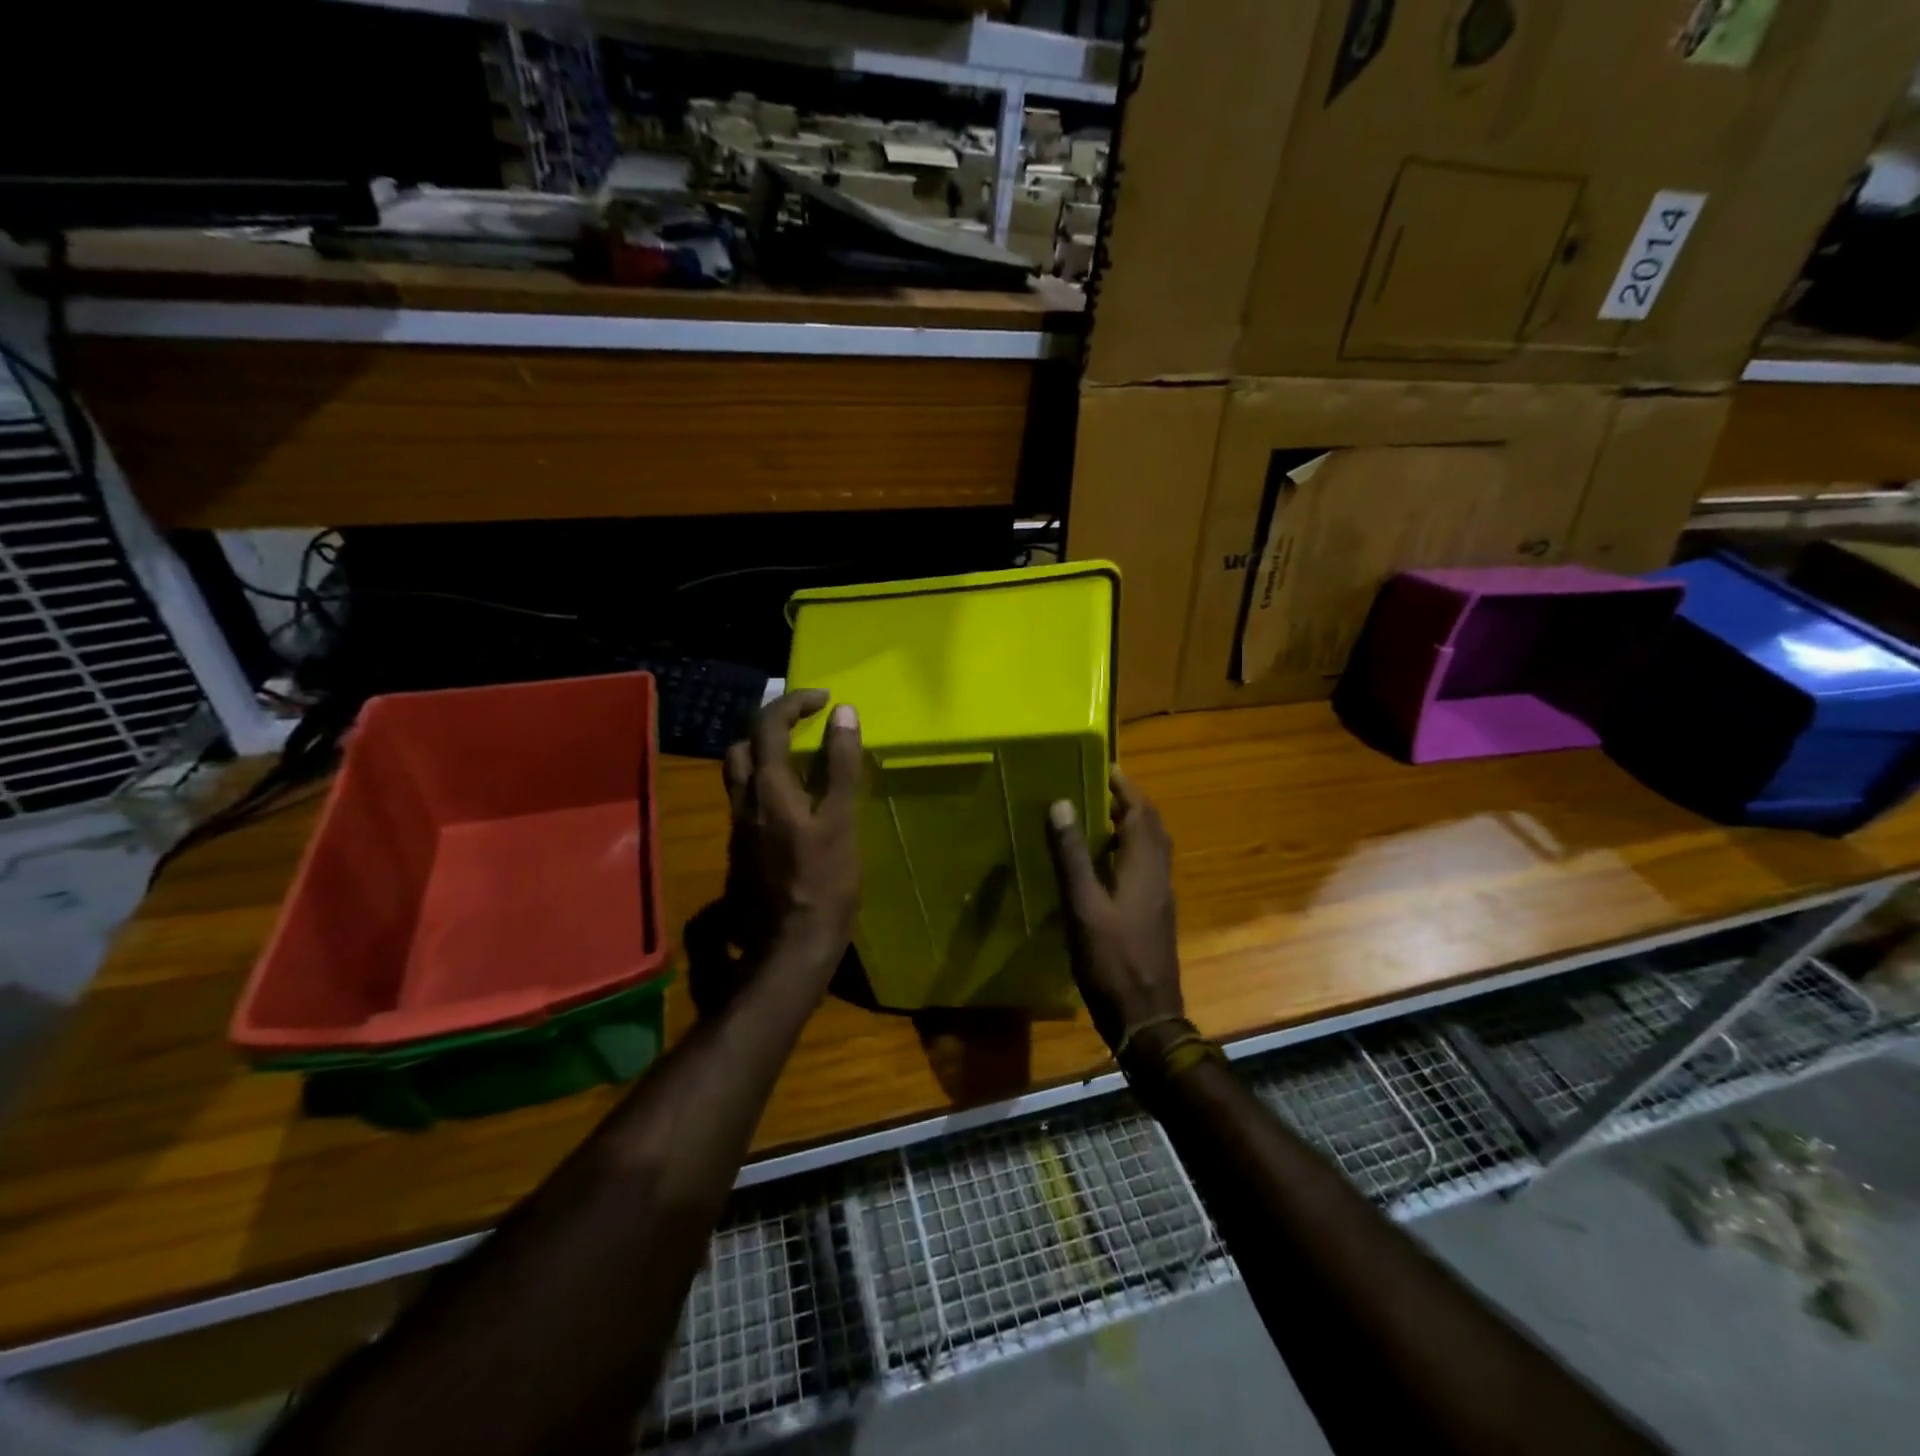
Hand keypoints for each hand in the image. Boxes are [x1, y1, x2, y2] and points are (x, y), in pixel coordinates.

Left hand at [720, 691, 862, 970]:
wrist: (793, 944)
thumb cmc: (824, 881)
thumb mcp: (840, 820)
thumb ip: (840, 765)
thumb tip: (843, 713)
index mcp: (768, 788)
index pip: (768, 725)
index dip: (794, 702)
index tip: (825, 699)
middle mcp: (744, 802)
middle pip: (742, 746)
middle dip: (770, 725)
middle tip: (804, 724)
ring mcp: (740, 828)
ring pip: (740, 775)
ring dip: (765, 754)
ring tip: (801, 757)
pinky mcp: (744, 849)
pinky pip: (749, 800)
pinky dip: (768, 783)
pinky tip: (796, 801)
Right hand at [1044, 769, 1182, 1052]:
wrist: (1147, 1017)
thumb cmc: (1112, 961)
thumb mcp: (1084, 906)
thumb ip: (1072, 856)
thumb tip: (1063, 803)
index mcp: (1145, 868)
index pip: (1142, 813)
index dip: (1126, 788)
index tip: (1106, 768)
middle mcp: (1159, 877)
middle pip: (1153, 828)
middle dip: (1131, 804)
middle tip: (1100, 789)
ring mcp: (1160, 899)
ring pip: (1152, 850)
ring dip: (1132, 827)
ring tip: (1100, 819)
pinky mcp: (1155, 917)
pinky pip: (1147, 869)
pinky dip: (1131, 852)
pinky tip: (1106, 865)